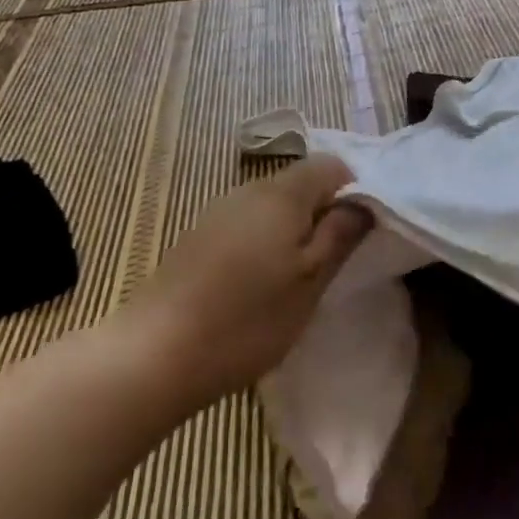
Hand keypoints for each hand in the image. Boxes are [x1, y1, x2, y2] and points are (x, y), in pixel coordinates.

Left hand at [119, 155, 372, 407]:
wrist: (154, 354)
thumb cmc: (247, 318)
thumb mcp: (311, 282)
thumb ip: (341, 234)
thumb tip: (364, 202)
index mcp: (283, 192)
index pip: (332, 165)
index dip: (355, 191)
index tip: (360, 232)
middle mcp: (250, 189)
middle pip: (302, 183)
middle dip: (324, 213)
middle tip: (333, 261)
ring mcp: (220, 210)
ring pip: (274, 205)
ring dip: (294, 230)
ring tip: (298, 278)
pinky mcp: (200, 236)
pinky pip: (248, 223)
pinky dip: (265, 243)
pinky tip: (258, 285)